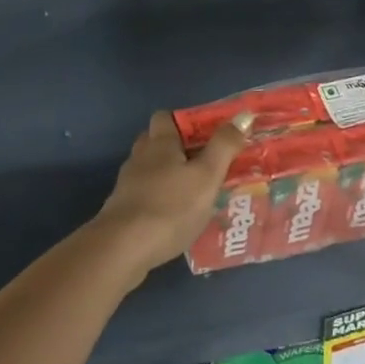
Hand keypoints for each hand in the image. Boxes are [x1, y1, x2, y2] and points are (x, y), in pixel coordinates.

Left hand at [95, 111, 247, 278]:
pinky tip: (175, 218)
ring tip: (193, 194)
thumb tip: (243, 116)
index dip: (183, 121)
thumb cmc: (171, 207)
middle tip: (202, 164)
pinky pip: (144, 195)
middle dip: (176, 149)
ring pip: (149, 170)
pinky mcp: (121, 209)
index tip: (205, 135)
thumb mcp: (207, 176)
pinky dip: (159, 200)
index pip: (165, 116)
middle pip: (155, 142)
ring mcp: (127, 184)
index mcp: (159, 143)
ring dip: (168, 176)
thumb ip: (224, 146)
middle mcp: (140, 157)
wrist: (124, 248)